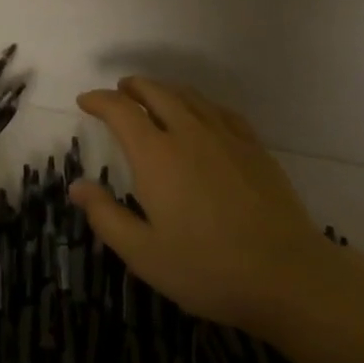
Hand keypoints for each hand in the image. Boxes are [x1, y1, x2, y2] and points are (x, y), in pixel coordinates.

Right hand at [70, 78, 363, 337]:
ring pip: (188, 96)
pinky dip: (200, 103)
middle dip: (132, 87)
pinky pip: (220, 110)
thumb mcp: (144, 254)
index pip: (120, 110)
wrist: (287, 275)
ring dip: (164, 89)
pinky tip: (202, 114)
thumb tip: (76, 186)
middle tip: (119, 92)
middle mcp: (188, 132)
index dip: (99, 100)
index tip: (85, 101)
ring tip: (153, 96)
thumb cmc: (207, 269)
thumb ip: (106, 217)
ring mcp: (225, 136)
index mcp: (156, 154)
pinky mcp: (254, 147)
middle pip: (155, 92)